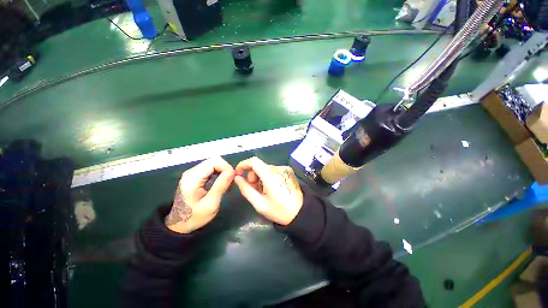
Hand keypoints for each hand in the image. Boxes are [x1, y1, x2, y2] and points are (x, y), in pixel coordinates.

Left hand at [165, 157, 234, 233]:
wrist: (180, 224)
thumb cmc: (195, 216)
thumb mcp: (211, 203)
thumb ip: (221, 185)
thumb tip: (232, 171)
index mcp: (193, 178)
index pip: (214, 161)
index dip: (226, 167)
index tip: (233, 179)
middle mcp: (191, 172)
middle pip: (214, 160)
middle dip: (226, 169)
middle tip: (231, 182)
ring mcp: (192, 173)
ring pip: (213, 163)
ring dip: (223, 171)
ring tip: (227, 183)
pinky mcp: (194, 176)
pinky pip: (210, 168)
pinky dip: (218, 173)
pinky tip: (220, 183)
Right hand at [234, 157, 302, 225]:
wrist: (301, 212)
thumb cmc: (279, 211)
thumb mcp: (260, 204)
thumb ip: (246, 190)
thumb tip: (237, 178)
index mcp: (270, 176)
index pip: (254, 161)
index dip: (243, 164)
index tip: (238, 173)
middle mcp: (278, 168)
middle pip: (259, 166)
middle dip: (252, 176)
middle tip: (254, 190)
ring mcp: (284, 168)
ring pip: (265, 168)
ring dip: (260, 177)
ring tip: (264, 191)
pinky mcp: (288, 170)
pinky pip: (272, 170)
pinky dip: (267, 177)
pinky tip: (271, 188)